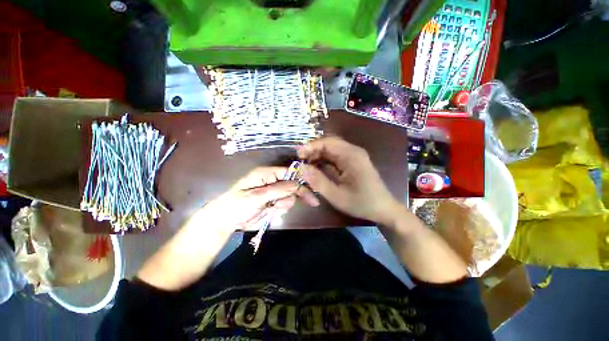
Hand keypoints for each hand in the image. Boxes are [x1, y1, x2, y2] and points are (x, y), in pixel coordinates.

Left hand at [199, 167, 318, 230]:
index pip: (289, 172)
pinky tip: (268, 213)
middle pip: (293, 185)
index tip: (312, 190)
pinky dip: (279, 211)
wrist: (225, 221)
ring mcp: (273, 193)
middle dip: (294, 195)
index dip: (301, 179)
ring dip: (283, 205)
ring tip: (270, 209)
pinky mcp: (273, 203)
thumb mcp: (256, 197)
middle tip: (307, 203)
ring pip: (289, 197)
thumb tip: (298, 184)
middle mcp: (272, 181)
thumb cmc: (236, 205)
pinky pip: (284, 206)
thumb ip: (278, 190)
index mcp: (267, 174)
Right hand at [298, 137, 402, 224]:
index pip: (327, 142)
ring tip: (306, 165)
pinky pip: (336, 156)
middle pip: (329, 143)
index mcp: (351, 155)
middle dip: (313, 150)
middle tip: (300, 161)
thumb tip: (301, 168)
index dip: (310, 146)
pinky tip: (317, 167)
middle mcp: (353, 151)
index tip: (297, 155)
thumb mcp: (336, 195)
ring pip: (331, 149)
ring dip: (318, 155)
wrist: (384, 209)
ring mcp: (354, 155)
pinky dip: (324, 160)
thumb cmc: (361, 203)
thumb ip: (317, 181)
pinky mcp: (353, 161)